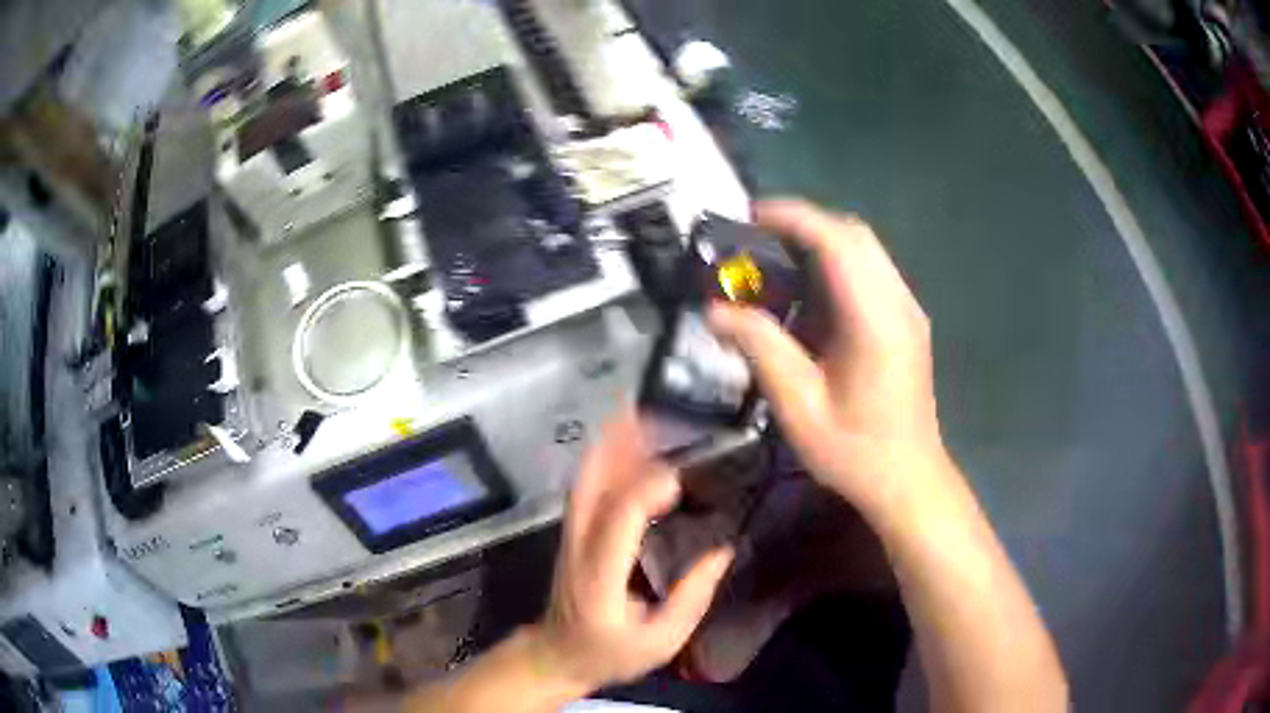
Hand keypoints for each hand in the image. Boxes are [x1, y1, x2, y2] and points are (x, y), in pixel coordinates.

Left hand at [532, 412, 734, 691]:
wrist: (556, 655)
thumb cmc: (610, 654)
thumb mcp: (661, 642)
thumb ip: (692, 598)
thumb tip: (723, 551)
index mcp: (601, 576)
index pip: (619, 520)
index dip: (647, 490)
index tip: (681, 476)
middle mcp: (579, 547)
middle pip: (592, 486)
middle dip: (617, 446)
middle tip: (648, 410)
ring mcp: (570, 538)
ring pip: (586, 481)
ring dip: (610, 446)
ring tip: (637, 413)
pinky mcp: (572, 535)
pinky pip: (587, 490)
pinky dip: (605, 461)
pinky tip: (624, 445)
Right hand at [709, 199, 949, 523]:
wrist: (908, 480)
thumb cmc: (854, 451)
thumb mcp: (798, 406)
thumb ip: (759, 348)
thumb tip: (714, 310)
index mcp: (875, 320)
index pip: (837, 241)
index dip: (793, 218)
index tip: (749, 216)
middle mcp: (898, 303)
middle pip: (854, 235)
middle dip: (804, 224)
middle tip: (756, 238)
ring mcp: (907, 310)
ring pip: (865, 250)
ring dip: (820, 243)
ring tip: (776, 261)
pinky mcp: (907, 321)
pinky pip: (870, 272)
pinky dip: (836, 266)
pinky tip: (809, 296)